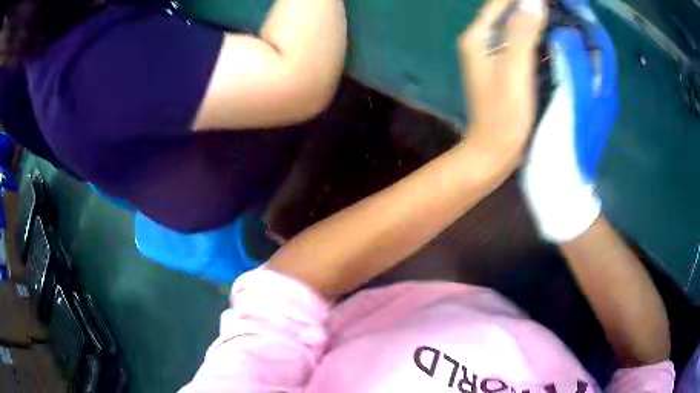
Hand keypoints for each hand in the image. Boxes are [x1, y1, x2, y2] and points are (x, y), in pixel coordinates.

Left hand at [459, 0, 545, 153]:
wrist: (494, 151)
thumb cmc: (504, 113)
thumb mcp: (515, 69)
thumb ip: (522, 31)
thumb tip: (533, 0)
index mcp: (477, 36)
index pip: (500, 2)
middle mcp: (481, 41)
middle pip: (507, 12)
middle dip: (531, 6)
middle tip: (559, 6)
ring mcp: (492, 55)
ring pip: (515, 27)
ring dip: (535, 20)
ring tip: (558, 15)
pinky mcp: (504, 68)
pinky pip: (521, 44)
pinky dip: (536, 37)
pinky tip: (552, 36)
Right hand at [521, 7, 618, 241]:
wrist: (557, 187)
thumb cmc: (566, 144)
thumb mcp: (575, 100)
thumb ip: (574, 60)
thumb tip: (563, 29)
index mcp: (603, 86)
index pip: (600, 40)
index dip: (584, 15)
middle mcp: (597, 88)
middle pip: (589, 46)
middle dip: (572, 21)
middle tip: (549, 6)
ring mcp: (583, 97)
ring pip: (576, 56)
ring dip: (561, 35)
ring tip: (540, 18)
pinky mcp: (568, 104)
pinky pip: (564, 69)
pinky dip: (553, 53)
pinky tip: (537, 47)